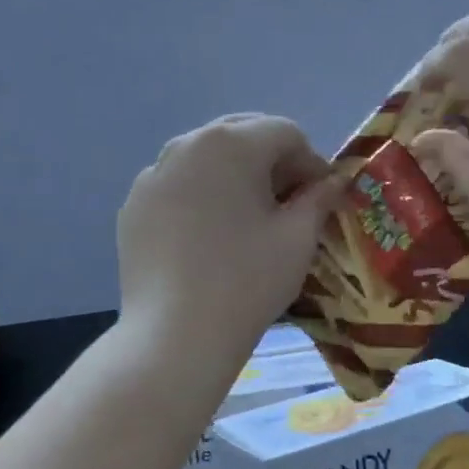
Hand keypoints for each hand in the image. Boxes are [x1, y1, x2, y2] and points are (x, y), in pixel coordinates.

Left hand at [117, 114, 341, 361]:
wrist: (175, 335)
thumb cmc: (248, 280)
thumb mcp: (297, 238)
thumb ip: (319, 198)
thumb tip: (334, 182)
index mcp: (230, 143)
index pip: (284, 133)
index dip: (312, 161)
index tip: (323, 196)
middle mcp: (186, 145)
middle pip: (241, 135)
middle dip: (272, 161)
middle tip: (290, 201)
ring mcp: (153, 175)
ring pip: (206, 158)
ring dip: (235, 175)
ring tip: (249, 216)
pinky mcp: (134, 206)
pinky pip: (177, 186)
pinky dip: (200, 196)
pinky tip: (210, 235)